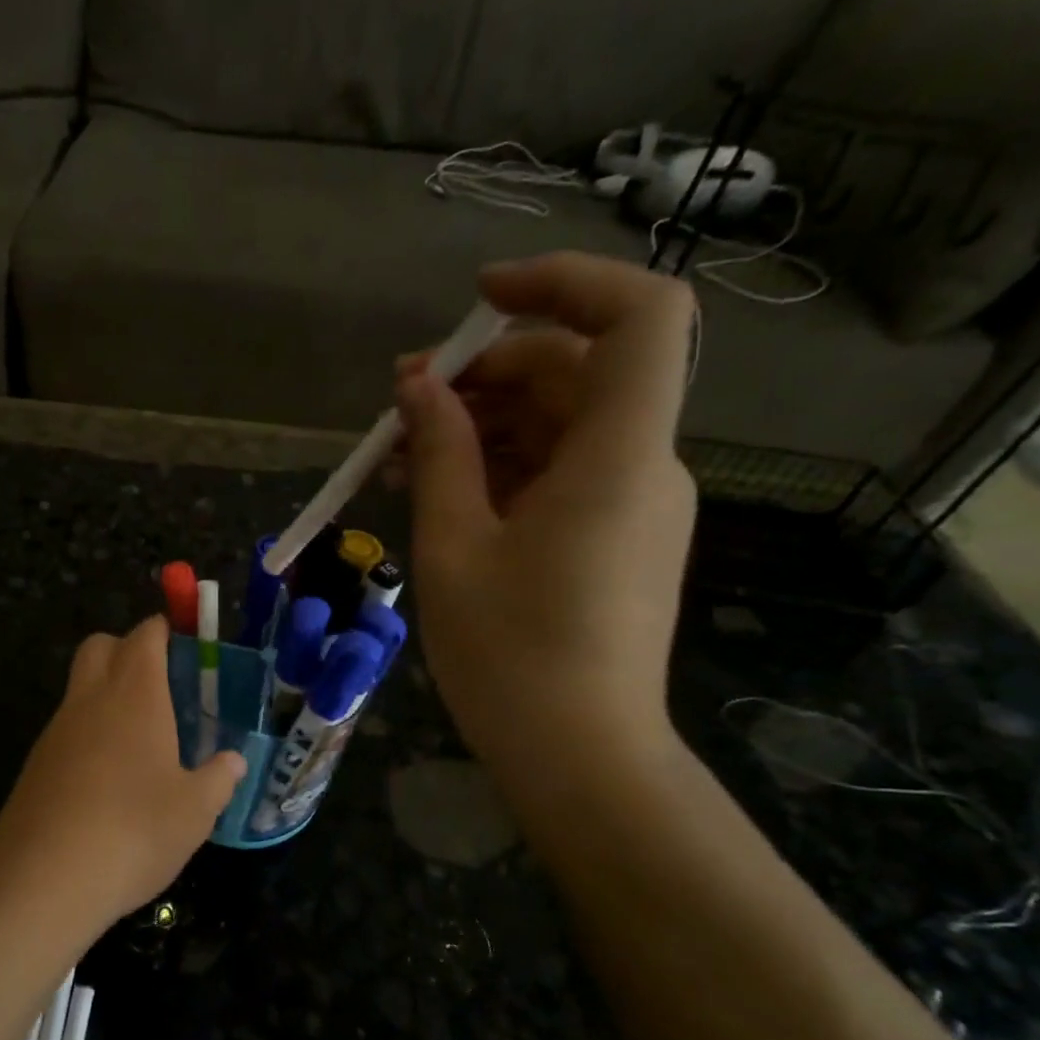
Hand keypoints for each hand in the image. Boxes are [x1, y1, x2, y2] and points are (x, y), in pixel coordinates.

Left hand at [0, 616, 246, 930]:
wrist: (43, 880)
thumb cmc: (134, 832)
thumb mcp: (194, 812)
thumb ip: (218, 780)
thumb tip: (234, 762)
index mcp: (135, 696)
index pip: (144, 637)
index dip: (162, 630)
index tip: (182, 642)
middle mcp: (90, 701)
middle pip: (99, 646)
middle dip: (126, 649)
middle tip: (160, 685)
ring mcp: (56, 732)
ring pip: (79, 688)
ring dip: (105, 694)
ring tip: (141, 740)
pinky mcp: (35, 765)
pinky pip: (66, 729)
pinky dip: (88, 733)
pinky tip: (108, 778)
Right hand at [393, 252, 698, 763]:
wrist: (578, 757)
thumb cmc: (509, 656)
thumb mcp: (454, 548)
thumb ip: (439, 454)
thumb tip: (417, 387)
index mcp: (616, 456)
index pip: (636, 316)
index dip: (561, 283)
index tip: (476, 299)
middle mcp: (642, 466)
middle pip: (576, 373)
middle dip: (484, 372)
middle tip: (399, 405)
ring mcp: (633, 505)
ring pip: (559, 427)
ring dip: (480, 425)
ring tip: (396, 457)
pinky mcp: (614, 539)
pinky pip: (559, 475)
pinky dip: (500, 468)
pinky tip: (436, 493)